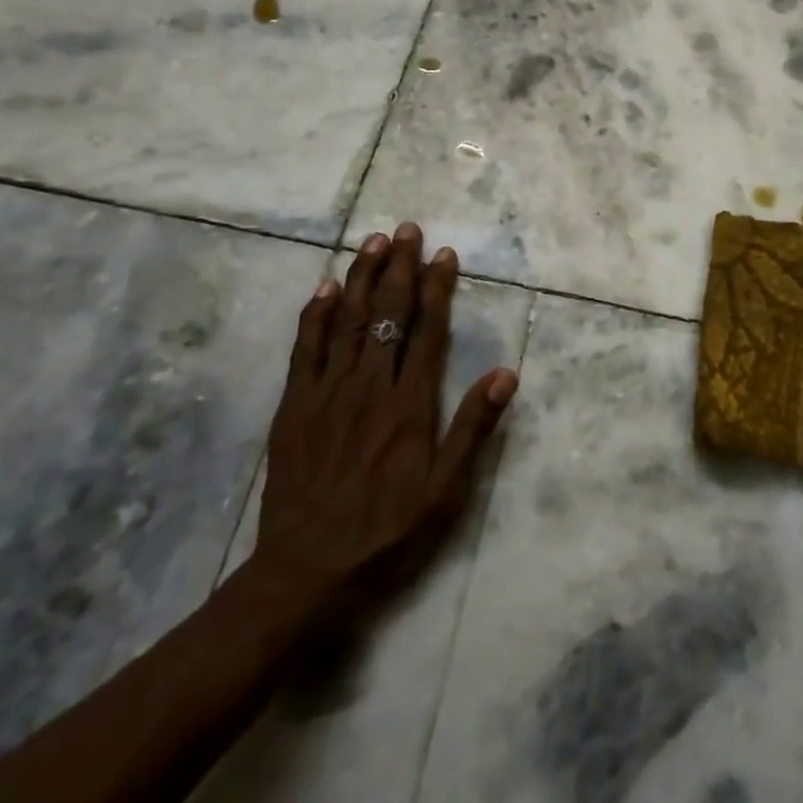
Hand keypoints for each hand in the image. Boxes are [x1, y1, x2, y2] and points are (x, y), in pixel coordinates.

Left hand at [250, 224, 517, 618]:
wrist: (306, 573)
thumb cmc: (387, 532)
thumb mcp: (445, 491)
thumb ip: (474, 428)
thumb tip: (507, 374)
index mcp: (410, 404)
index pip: (428, 331)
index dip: (437, 289)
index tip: (444, 255)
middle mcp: (370, 386)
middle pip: (387, 314)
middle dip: (399, 267)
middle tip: (407, 229)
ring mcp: (327, 393)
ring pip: (348, 320)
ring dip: (361, 276)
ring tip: (373, 241)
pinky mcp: (295, 406)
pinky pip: (305, 349)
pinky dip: (316, 314)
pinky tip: (326, 288)